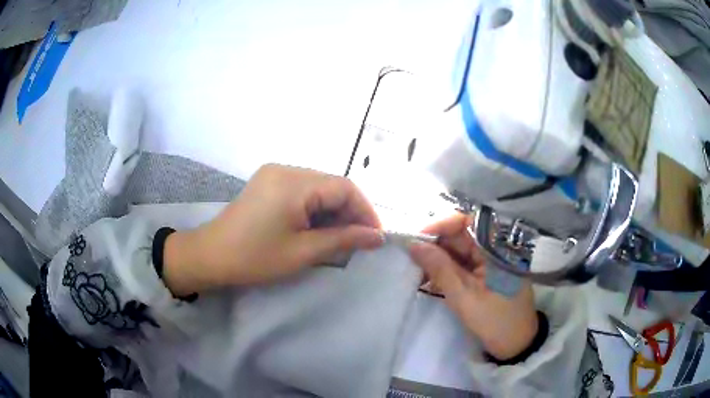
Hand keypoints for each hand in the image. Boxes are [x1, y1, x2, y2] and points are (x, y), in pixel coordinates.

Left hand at [163, 164, 383, 294]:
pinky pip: (302, 190)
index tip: (375, 236)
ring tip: (339, 238)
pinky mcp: (268, 182)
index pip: (344, 187)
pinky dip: (315, 209)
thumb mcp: (303, 252)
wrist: (210, 256)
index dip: (365, 210)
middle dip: (349, 212)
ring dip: (333, 211)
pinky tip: (317, 228)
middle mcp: (286, 169)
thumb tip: (377, 237)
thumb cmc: (255, 258)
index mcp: (294, 183)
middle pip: (331, 185)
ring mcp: (275, 173)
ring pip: (318, 188)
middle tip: (358, 241)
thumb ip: (343, 240)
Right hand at [409, 213, 537, 360]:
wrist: (515, 343)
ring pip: (459, 249)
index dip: (440, 225)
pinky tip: (431, 280)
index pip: (467, 220)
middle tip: (411, 260)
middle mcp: (494, 247)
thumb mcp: (464, 296)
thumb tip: (413, 244)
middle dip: (435, 245)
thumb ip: (440, 269)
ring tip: (418, 273)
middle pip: (460, 234)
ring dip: (438, 259)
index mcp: (497, 247)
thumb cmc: (495, 320)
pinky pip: (463, 262)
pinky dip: (446, 269)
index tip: (416, 240)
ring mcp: (491, 259)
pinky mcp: (486, 271)